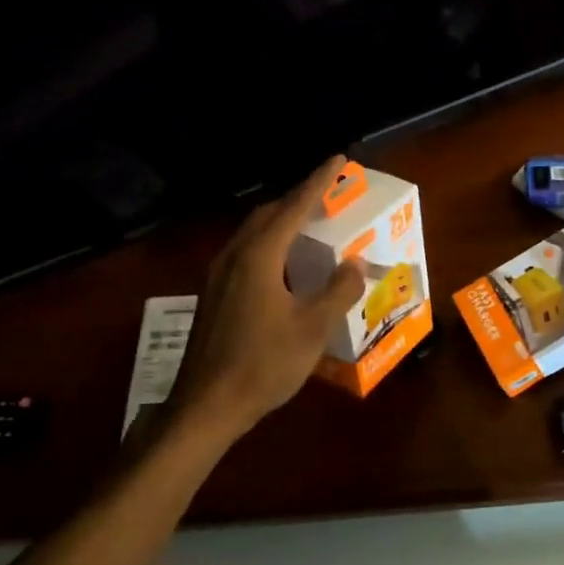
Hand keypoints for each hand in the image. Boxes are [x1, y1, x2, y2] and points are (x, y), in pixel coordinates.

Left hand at [158, 156, 364, 437]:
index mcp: (259, 257)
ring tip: (311, 225)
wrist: (208, 405)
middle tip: (328, 195)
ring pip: (254, 234)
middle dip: (298, 199)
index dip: (318, 182)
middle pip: (269, 214)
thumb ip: (338, 290)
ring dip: (283, 223)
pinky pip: (247, 254)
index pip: (293, 207)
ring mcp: (219, 276)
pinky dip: (272, 245)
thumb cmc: (264, 364)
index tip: (338, 159)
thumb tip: (354, 263)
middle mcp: (235, 257)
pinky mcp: (215, 295)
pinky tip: (286, 267)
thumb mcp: (313, 328)